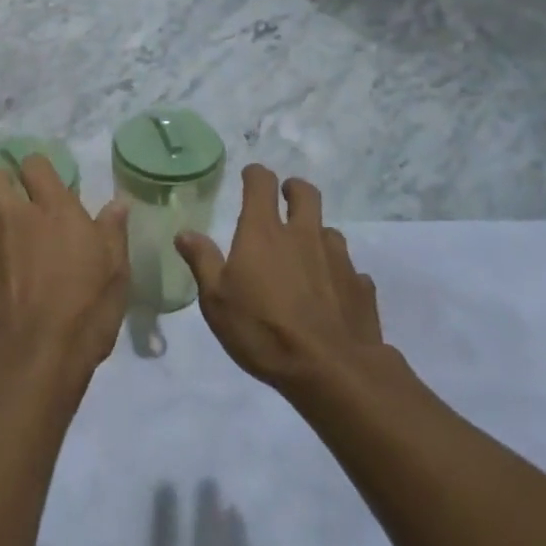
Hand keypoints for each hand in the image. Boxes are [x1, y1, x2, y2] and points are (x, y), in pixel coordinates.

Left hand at [0, 155, 130, 387]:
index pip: (35, 166)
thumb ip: (113, 232)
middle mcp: (14, 219)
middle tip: (10, 201)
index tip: (42, 182)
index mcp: (54, 212)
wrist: (35, 362)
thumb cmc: (85, 314)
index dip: (36, 168)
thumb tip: (118, 202)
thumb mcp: (116, 273)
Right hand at [175, 167, 384, 390]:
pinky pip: (350, 270)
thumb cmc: (263, 330)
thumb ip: (203, 262)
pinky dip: (338, 273)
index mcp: (264, 232)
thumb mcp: (216, 301)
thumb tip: (185, 233)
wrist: (331, 370)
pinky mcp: (361, 286)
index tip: (250, 177)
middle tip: (285, 197)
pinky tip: (332, 293)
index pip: (261, 184)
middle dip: (294, 189)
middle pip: (305, 193)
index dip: (255, 175)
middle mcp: (303, 235)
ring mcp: (338, 259)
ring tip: (306, 254)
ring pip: (330, 231)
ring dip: (317, 234)